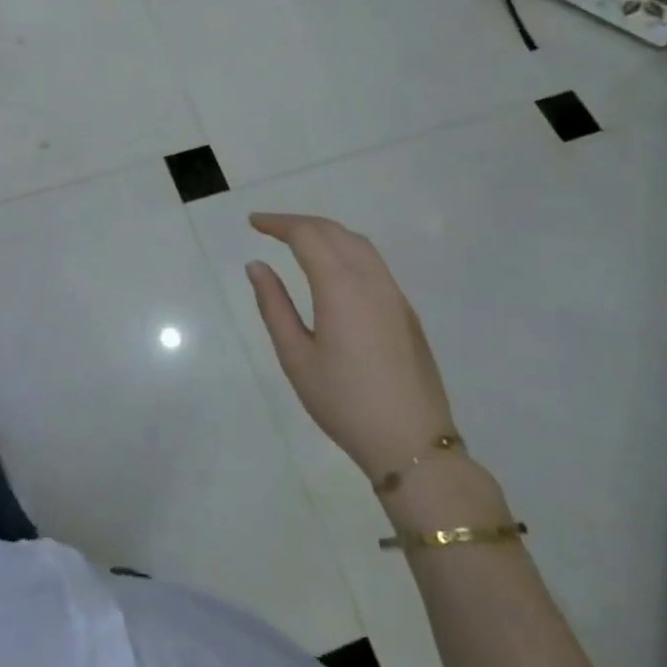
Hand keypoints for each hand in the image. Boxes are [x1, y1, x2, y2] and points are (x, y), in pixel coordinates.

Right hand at [245, 213, 456, 481]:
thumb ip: (274, 305)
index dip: (278, 223)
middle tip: (269, 228)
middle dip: (299, 223)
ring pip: (359, 244)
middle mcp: (371, 280)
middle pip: (334, 232)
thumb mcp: (296, 356)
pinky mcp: (406, 311)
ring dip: (326, 233)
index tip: (253, 223)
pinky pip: (373, 263)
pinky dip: (346, 249)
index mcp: (341, 287)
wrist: (413, 444)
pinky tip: (332, 268)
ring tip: (297, 241)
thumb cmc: (344, 402)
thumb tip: (257, 266)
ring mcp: (394, 295)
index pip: (307, 235)